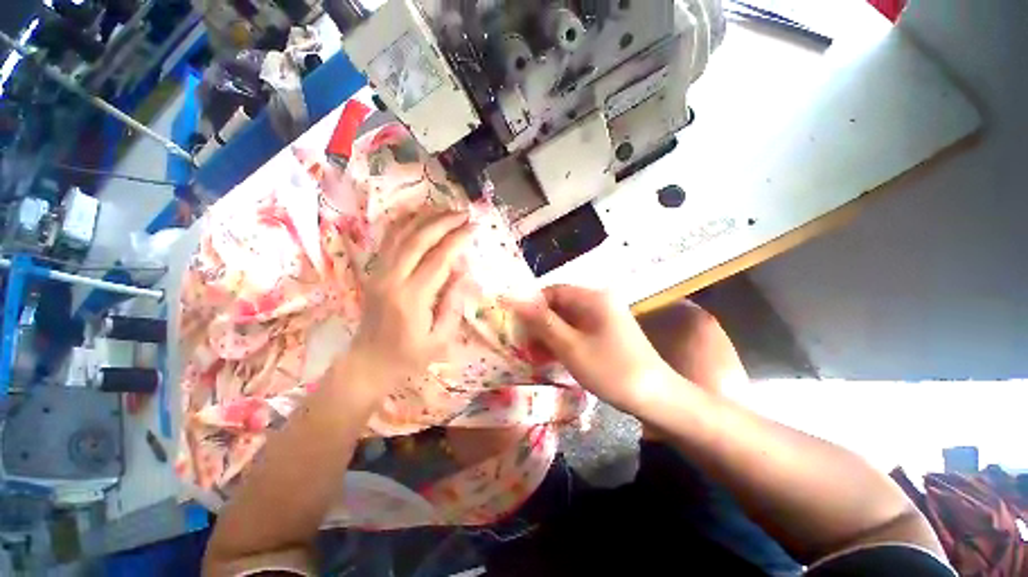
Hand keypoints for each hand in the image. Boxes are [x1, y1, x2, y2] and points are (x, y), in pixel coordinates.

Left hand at [348, 211, 472, 386]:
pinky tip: (418, 214)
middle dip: (443, 222)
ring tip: (446, 208)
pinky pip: (388, 240)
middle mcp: (392, 279)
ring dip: (424, 217)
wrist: (368, 363)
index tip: (474, 227)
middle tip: (463, 213)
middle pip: (418, 239)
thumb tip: (463, 270)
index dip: (457, 240)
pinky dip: (403, 222)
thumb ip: (453, 304)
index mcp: (412, 299)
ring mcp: (378, 273)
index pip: (438, 259)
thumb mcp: (440, 339)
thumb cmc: (409, 357)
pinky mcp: (373, 272)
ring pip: (400, 234)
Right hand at [512, 285, 679, 413]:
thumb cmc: (611, 370)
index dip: (533, 306)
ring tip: (537, 355)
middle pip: (560, 305)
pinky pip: (579, 329)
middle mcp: (600, 301)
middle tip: (526, 345)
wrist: (656, 398)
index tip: (518, 326)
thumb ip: (542, 322)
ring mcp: (605, 317)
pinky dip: (565, 340)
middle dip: (541, 324)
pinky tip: (555, 357)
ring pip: (568, 319)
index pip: (553, 291)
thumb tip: (515, 301)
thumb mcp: (570, 346)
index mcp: (593, 298)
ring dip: (551, 334)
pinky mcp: (608, 331)